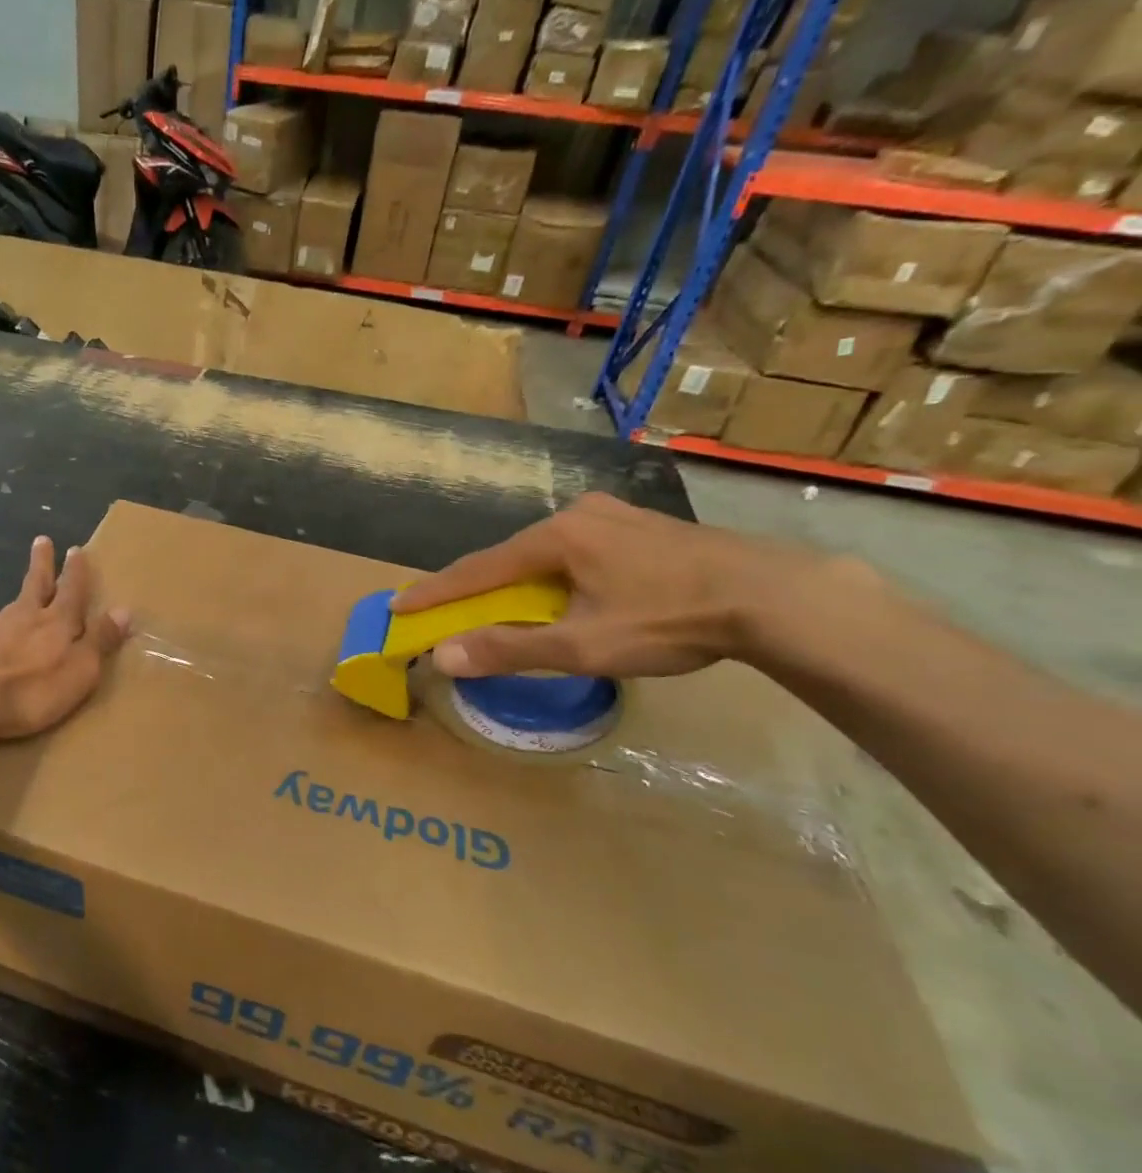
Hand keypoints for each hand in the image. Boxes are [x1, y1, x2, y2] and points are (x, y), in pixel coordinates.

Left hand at [0, 536, 129, 744]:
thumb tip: (124, 610)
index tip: (77, 549)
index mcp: (56, 622)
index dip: (76, 572)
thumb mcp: (79, 670)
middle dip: (43, 563)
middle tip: (42, 540)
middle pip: (36, 584)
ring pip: (10, 608)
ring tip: (20, 603)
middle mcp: (23, 616)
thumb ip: (99, 641)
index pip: (72, 591)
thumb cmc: (29, 689)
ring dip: (18, 601)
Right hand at [391, 493, 844, 679]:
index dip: (435, 592)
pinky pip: (577, 552)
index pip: (478, 569)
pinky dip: (554, 576)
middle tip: (447, 611)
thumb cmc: (670, 619)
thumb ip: (509, 649)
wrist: (774, 597)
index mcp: (556, 537)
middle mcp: (577, 515)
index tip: (397, 605)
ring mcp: (613, 516)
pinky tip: (563, 593)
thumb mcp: (583, 644)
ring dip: (518, 583)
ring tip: (502, 608)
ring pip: (545, 554)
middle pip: (510, 557)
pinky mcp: (641, 527)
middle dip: (477, 587)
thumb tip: (443, 657)